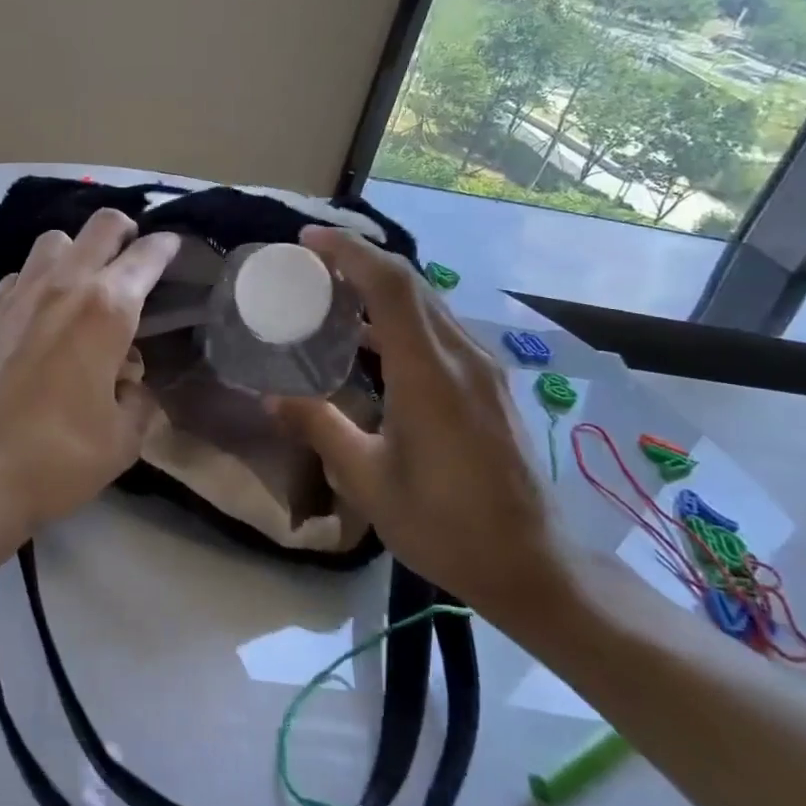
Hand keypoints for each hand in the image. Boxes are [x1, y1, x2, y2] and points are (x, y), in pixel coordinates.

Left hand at [0, 209, 180, 560]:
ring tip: (86, 282)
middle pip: (101, 225)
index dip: (167, 246)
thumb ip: (139, 400)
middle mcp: (65, 286)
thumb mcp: (124, 438)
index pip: (146, 256)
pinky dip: (41, 278)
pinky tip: (44, 310)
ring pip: (55, 239)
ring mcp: (22, 294)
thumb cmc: (59, 457)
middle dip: (126, 231)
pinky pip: (23, 273)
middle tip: (135, 255)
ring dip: (78, 250)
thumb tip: (130, 383)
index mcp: (107, 309)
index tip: (175, 247)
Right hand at [269, 226, 573, 624]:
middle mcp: (461, 357)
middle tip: (309, 263)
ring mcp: (481, 368)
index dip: (348, 252)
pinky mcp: (487, 383)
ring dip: (380, 286)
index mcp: (429, 375)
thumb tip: (272, 398)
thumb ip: (320, 429)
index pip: (390, 285)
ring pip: (427, 302)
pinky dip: (399, 316)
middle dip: (360, 259)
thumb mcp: (370, 482)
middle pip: (411, 282)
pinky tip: (370, 341)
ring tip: (332, 293)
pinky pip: (438, 328)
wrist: (533, 566)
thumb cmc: (446, 527)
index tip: (307, 240)